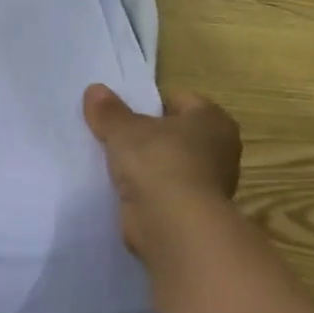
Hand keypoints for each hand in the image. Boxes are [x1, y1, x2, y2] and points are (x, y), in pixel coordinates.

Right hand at [82, 83, 241, 265]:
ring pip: (170, 163)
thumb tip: (94, 89)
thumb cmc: (157, 162)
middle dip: (148, 136)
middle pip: (175, 133)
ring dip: (148, 166)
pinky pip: (165, 190)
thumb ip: (108, 111)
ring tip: (115, 166)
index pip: (179, 100)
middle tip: (115, 138)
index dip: (149, 104)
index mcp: (212, 119)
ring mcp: (209, 182)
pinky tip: (125, 191)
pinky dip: (148, 191)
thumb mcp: (124, 130)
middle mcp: (219, 148)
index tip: (122, 115)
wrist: (173, 223)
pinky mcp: (193, 210)